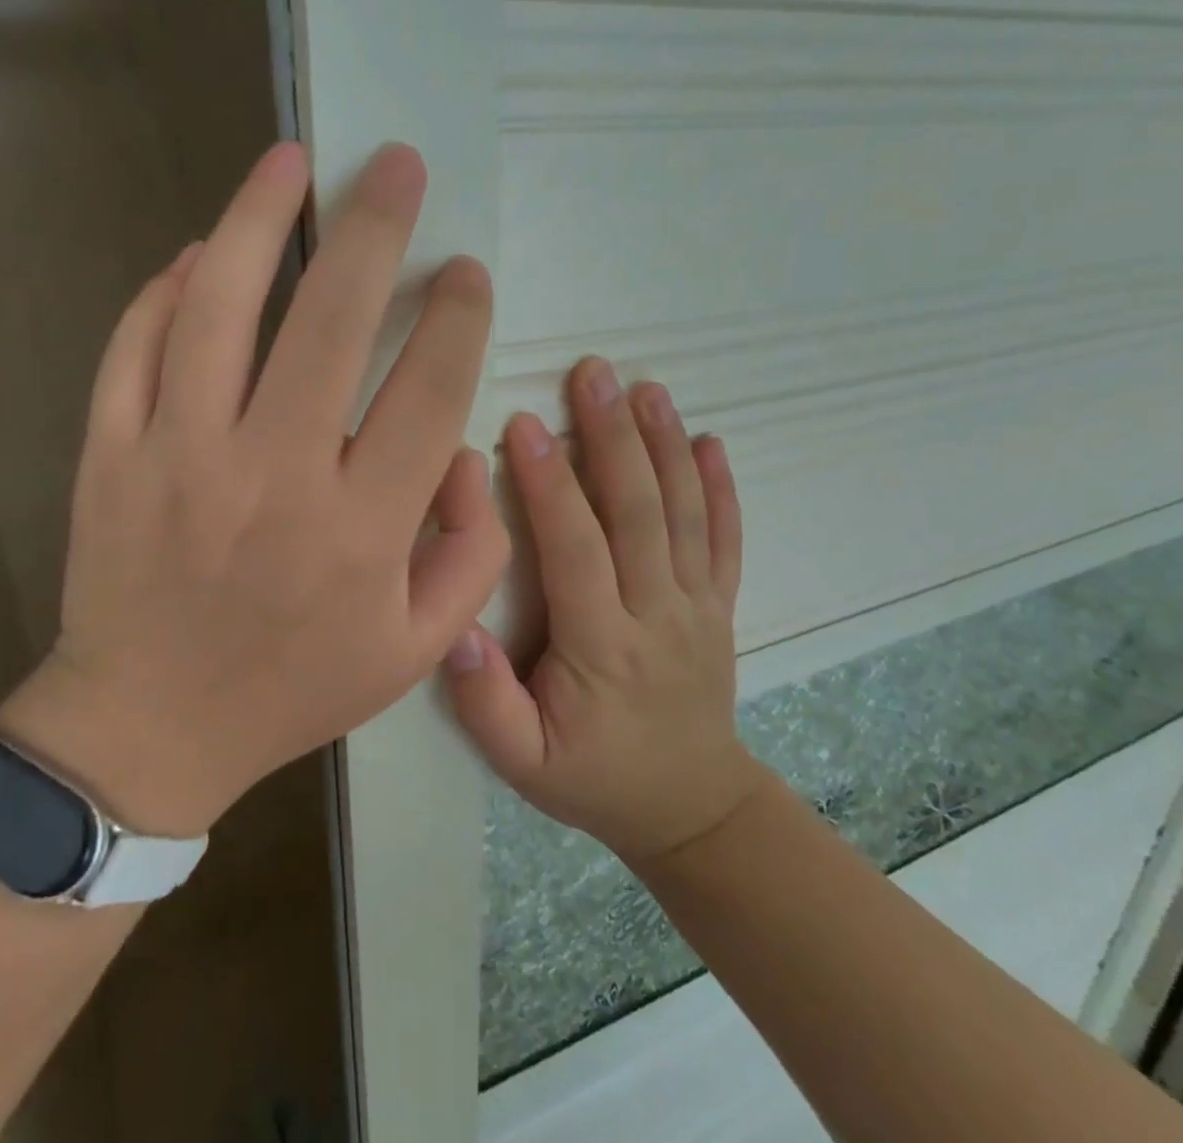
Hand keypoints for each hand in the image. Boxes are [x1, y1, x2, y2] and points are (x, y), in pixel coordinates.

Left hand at [0, 143, 509, 836]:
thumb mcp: (414, 649)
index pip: (428, 391)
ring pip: (220, 307)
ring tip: (290, 161)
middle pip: (332, 321)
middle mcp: (273, 477)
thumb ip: (471, 553)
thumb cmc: (292, 689)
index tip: (465, 271)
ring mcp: (179, 456)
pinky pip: (135, 347)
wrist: (149, 726)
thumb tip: (471, 452)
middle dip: (375, 228)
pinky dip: (167, 288)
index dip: (457, 316)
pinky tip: (200, 251)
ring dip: (258, 220)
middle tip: (396, 166)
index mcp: (360, 529)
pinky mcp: (109, 454)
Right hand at [447, 358, 761, 864]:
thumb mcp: (523, 764)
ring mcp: (698, 606)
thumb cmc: (595, 778)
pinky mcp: (720, 605)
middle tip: (592, 373)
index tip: (524, 423)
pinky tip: (709, 441)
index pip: (576, 549)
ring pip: (685, 514)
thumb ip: (486, 703)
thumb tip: (456, 632)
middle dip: (612, 436)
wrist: (691, 809)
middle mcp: (657, 615)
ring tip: (646, 387)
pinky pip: (726, 539)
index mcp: (603, 647)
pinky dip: (721, 487)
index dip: (550, 484)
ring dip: (665, 444)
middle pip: (638, 513)